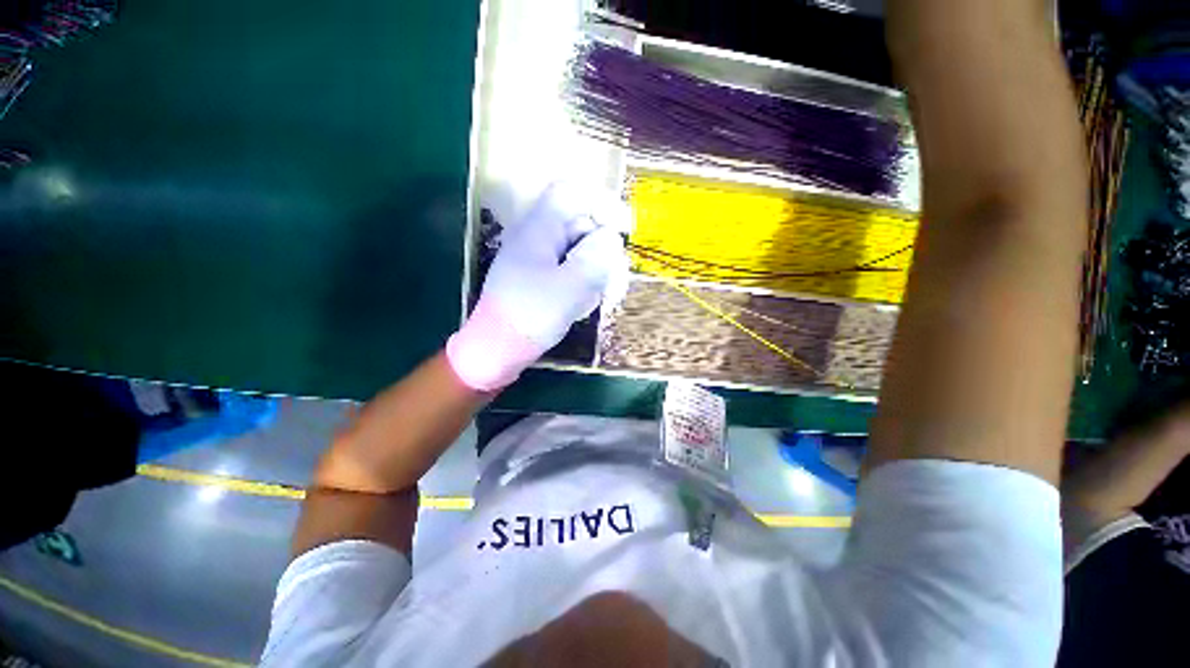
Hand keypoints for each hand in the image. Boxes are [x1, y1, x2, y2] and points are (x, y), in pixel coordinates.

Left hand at [447, 183, 628, 391]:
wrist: (496, 350)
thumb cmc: (530, 316)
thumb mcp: (569, 287)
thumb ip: (596, 258)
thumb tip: (612, 238)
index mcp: (539, 229)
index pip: (571, 193)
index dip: (601, 203)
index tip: (624, 229)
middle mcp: (537, 238)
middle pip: (580, 224)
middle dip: (603, 247)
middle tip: (615, 278)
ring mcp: (537, 259)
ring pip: (578, 249)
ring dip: (596, 268)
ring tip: (603, 294)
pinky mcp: (540, 279)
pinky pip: (570, 269)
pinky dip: (583, 281)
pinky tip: (585, 303)